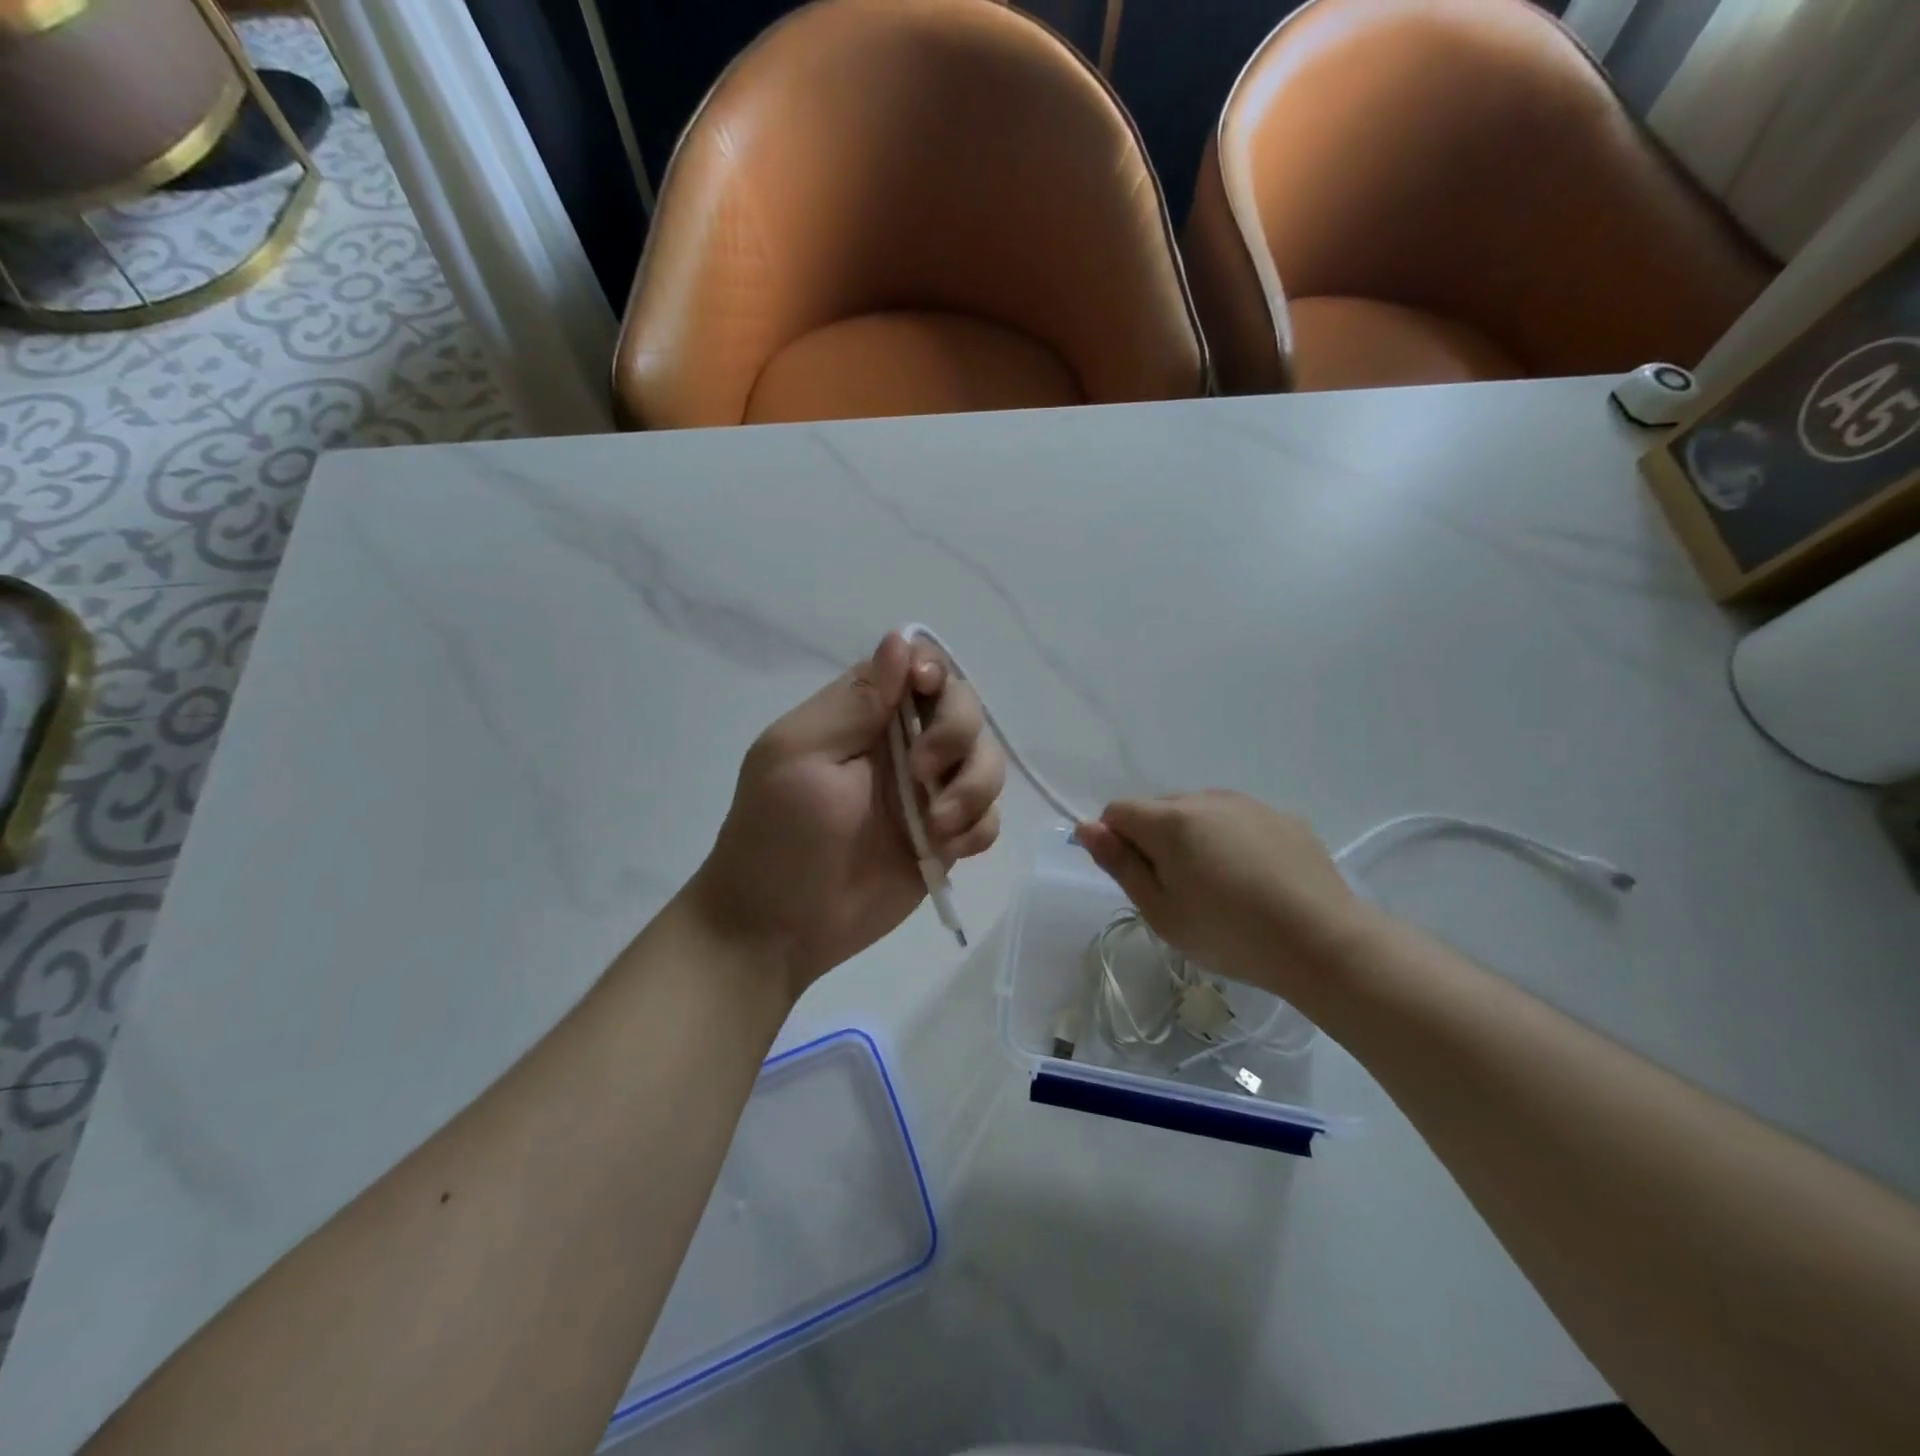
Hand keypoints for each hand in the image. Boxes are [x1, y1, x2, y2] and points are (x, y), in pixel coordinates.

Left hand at [688, 632, 1006, 994]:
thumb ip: (856, 702)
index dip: (936, 673)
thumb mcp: (801, 756)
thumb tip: (901, 640)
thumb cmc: (778, 835)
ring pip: (987, 761)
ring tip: (936, 826)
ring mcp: (928, 793)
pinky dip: (978, 827)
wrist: (779, 928)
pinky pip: (988, 816)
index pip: (919, 667)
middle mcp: (902, 745)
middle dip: (957, 735)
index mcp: (863, 716)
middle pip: (965, 709)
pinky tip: (946, 849)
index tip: (927, 693)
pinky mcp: (946, 838)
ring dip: (974, 787)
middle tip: (922, 774)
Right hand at [1074, 790, 1372, 1001]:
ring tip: (1220, 888)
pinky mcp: (1283, 818)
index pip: (1118, 811)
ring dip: (1194, 840)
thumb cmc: (1230, 934)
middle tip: (1179, 892)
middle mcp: (1207, 799)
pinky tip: (1255, 881)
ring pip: (1199, 813)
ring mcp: (1249, 805)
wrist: (1323, 943)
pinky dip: (1231, 841)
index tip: (1138, 880)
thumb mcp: (1161, 911)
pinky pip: (1237, 821)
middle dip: (1155, 841)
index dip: (1115, 842)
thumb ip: (1120, 864)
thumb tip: (1086, 827)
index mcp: (1171, 821)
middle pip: (1159, 809)